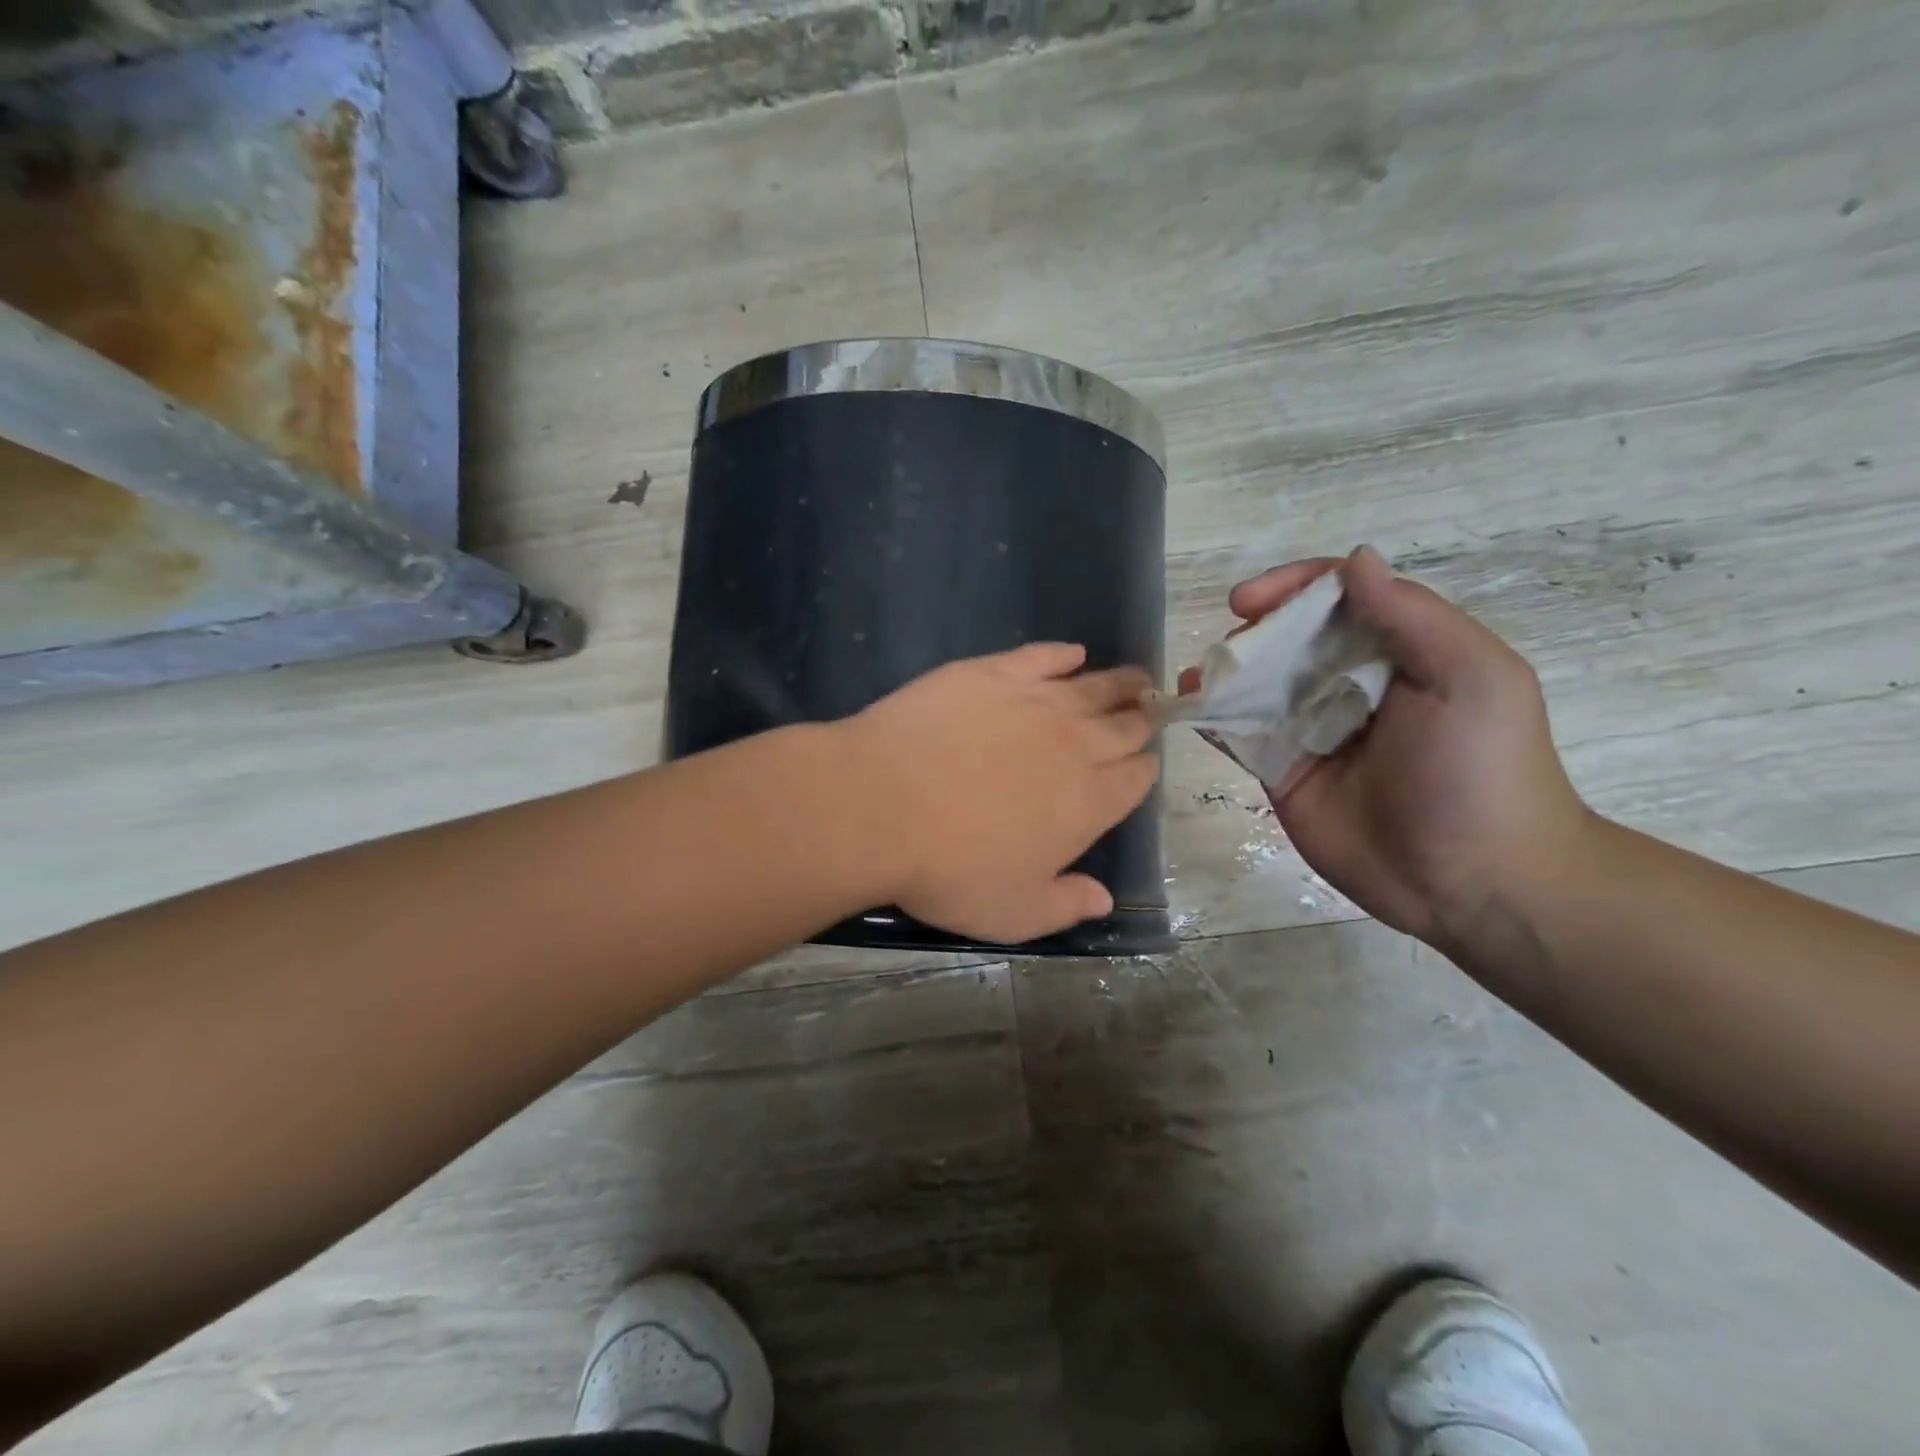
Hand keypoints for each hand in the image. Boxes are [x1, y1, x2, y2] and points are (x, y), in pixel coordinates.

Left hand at [839, 643, 1159, 943]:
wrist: (882, 805)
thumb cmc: (948, 869)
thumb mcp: (1013, 913)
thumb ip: (1066, 906)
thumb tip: (1104, 899)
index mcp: (1089, 802)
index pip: (1135, 778)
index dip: (1144, 770)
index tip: (1144, 763)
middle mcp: (1076, 745)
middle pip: (1124, 727)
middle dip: (1142, 720)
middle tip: (1150, 710)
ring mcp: (1036, 702)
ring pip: (1094, 686)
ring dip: (1121, 682)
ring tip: (1136, 678)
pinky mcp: (993, 673)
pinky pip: (1041, 656)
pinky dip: (1061, 653)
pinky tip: (1072, 652)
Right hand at [1187, 546, 1590, 944]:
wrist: (1469, 880)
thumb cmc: (1479, 771)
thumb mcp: (1471, 678)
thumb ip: (1412, 616)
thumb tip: (1354, 560)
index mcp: (1400, 651)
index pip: (1338, 598)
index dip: (1292, 587)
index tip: (1249, 601)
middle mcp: (1350, 683)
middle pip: (1289, 637)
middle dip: (1253, 632)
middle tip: (1228, 650)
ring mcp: (1312, 729)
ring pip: (1258, 684)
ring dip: (1224, 672)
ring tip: (1196, 678)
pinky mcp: (1283, 771)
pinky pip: (1241, 734)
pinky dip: (1214, 717)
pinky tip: (1192, 707)